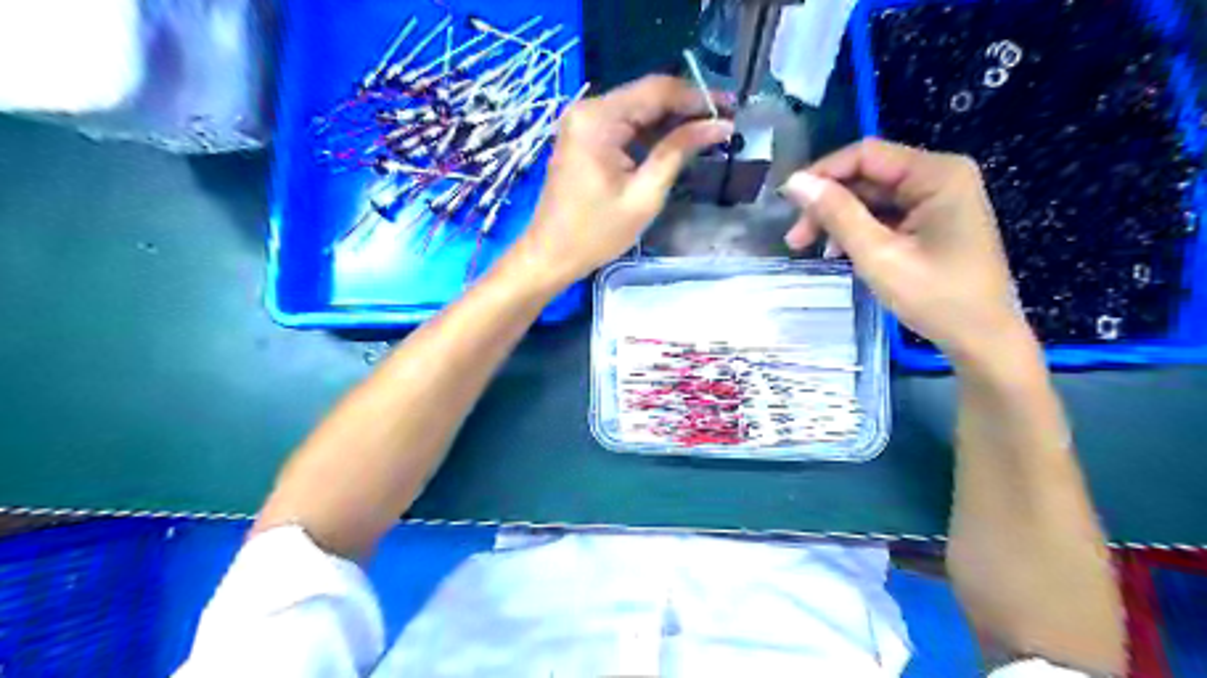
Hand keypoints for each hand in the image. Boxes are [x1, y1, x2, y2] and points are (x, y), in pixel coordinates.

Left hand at [504, 74, 730, 287]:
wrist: (550, 255)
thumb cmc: (596, 233)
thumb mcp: (644, 195)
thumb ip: (678, 152)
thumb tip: (718, 125)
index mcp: (598, 119)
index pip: (656, 90)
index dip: (697, 96)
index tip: (730, 108)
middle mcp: (587, 110)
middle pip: (646, 96)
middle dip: (686, 107)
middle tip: (724, 121)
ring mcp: (582, 122)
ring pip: (637, 110)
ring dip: (670, 120)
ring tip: (708, 132)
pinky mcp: (583, 137)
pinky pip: (623, 125)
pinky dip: (650, 133)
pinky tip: (676, 143)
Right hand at [783, 137, 1037, 364]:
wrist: (982, 340)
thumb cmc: (935, 297)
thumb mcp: (879, 255)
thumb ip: (837, 214)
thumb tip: (795, 182)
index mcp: (936, 174)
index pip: (866, 155)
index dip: (822, 173)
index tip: (787, 202)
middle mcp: (939, 176)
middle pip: (868, 176)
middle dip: (827, 203)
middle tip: (795, 238)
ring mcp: (938, 199)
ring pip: (872, 197)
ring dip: (838, 220)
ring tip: (810, 250)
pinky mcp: (932, 221)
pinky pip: (885, 215)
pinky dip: (858, 231)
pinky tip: (839, 253)